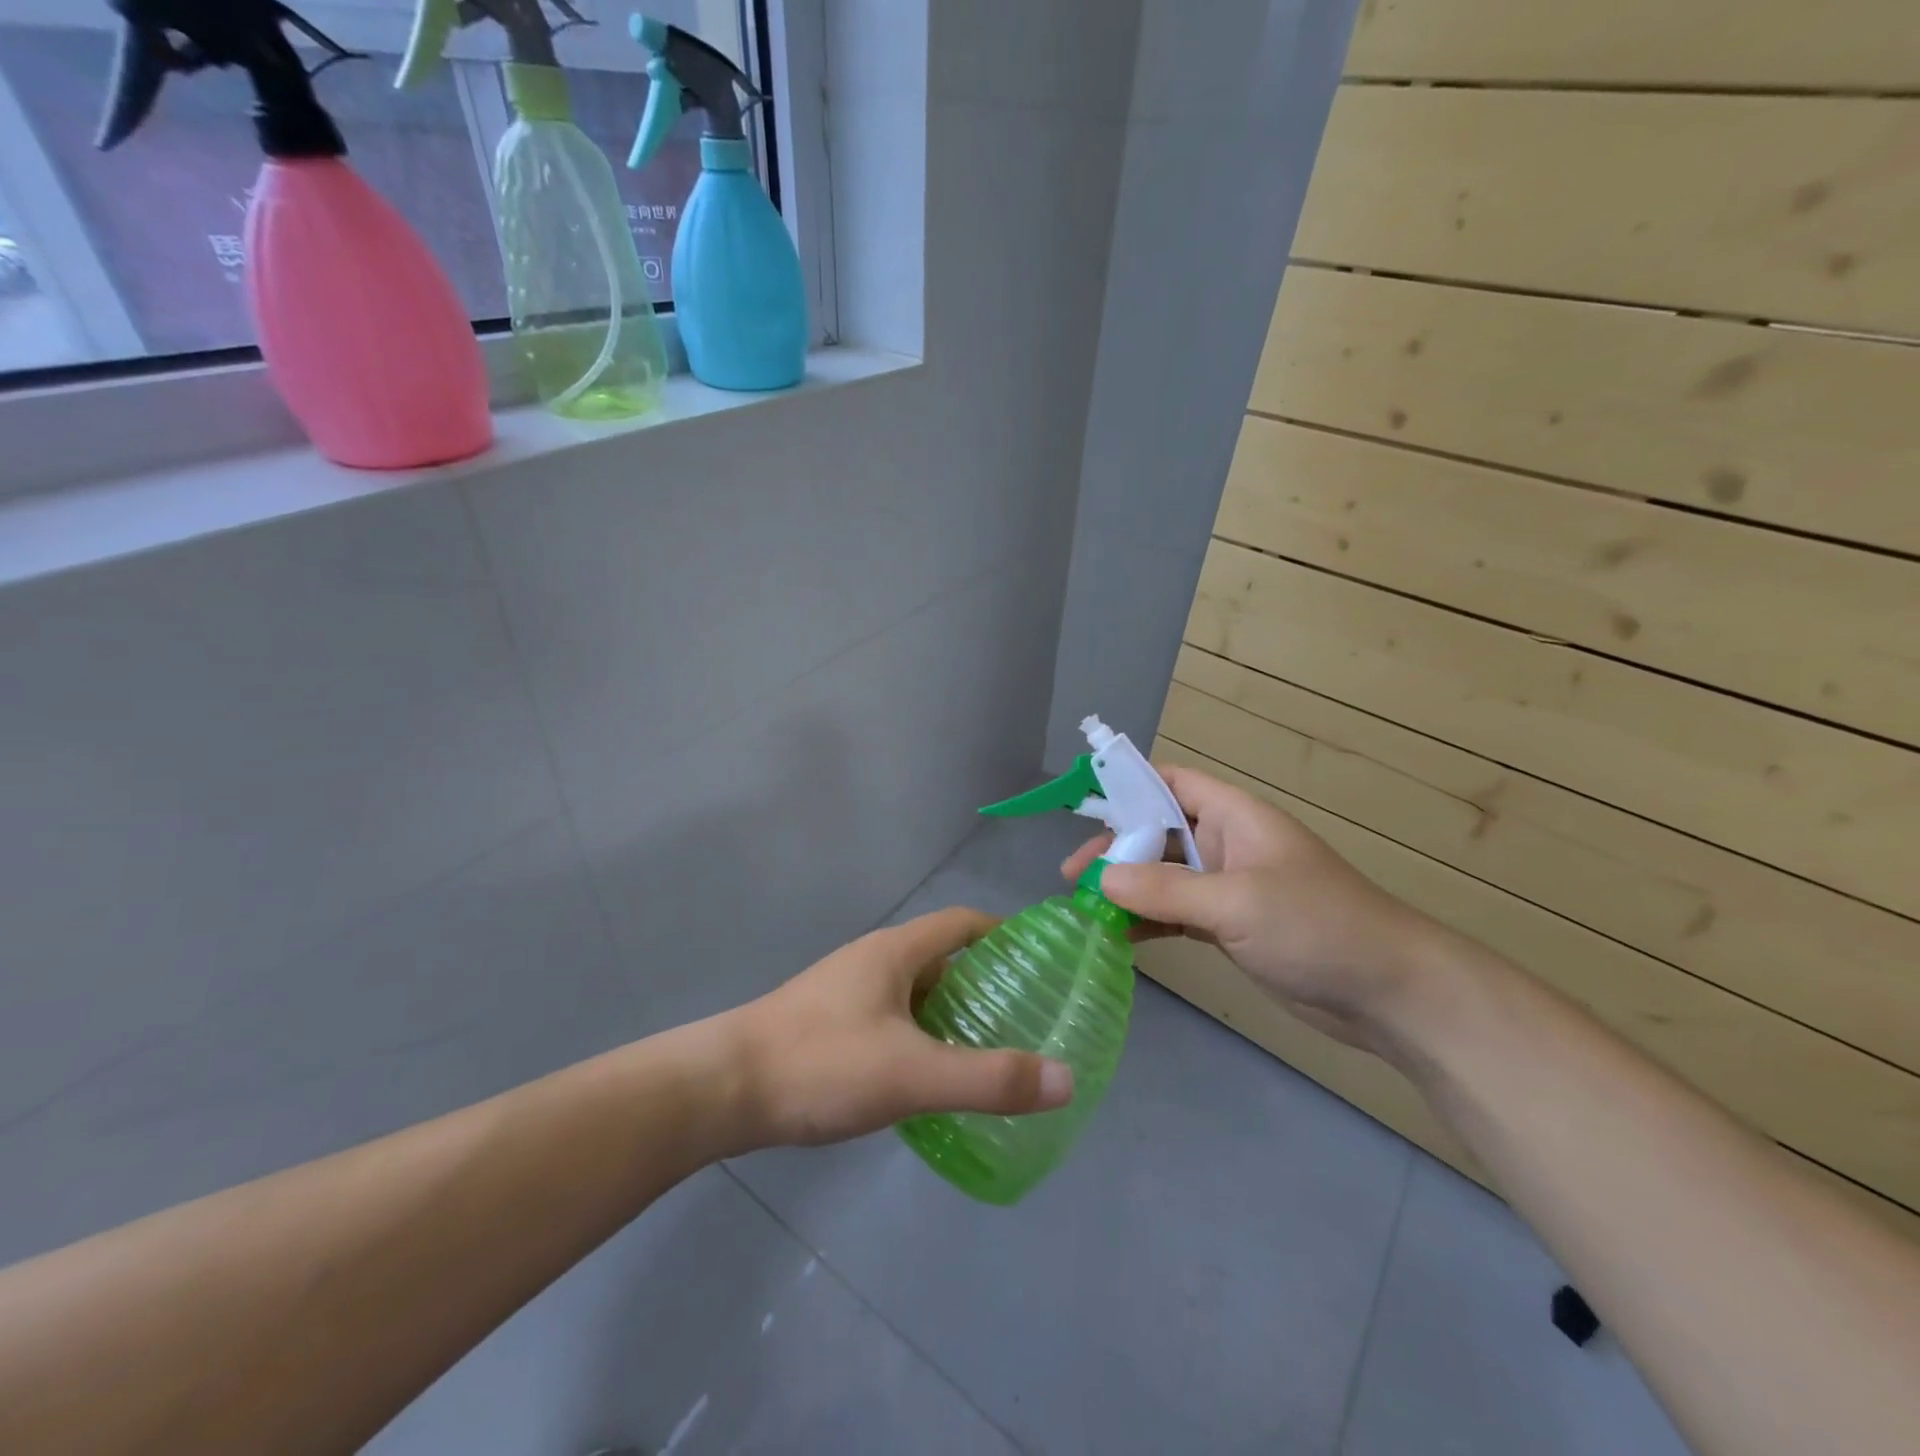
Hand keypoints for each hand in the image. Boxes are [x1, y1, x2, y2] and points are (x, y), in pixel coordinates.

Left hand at [727, 909, 1075, 1147]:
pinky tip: (927, 1078)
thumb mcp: (912, 1074)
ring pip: (913, 992)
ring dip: (949, 1013)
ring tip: (986, 1051)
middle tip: (1024, 1017)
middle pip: (940, 958)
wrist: (721, 1090)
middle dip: (982, 982)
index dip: (1001, 933)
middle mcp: (871, 961)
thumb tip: (1066, 1079)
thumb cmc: (821, 1064)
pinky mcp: (827, 1025)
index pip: (960, 922)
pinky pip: (890, 1019)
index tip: (1037, 958)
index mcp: (894, 952)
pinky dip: (919, 1037)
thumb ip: (988, 1078)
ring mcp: (845, 993)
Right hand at [1063, 764, 1442, 1050]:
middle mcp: (1226, 844)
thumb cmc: (1316, 927)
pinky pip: (1176, 913)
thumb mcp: (1236, 902)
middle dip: (1116, 850)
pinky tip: (1118, 937)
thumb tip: (1102, 879)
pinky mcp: (1230, 926)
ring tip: (1084, 909)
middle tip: (1074, 877)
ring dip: (1127, 889)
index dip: (1128, 785)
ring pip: (1164, 876)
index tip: (1082, 806)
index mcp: (1233, 817)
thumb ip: (1165, 889)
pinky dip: (1148, 921)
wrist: (1389, 993)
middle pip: (1158, 832)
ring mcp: (1228, 887)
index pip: (1171, 782)